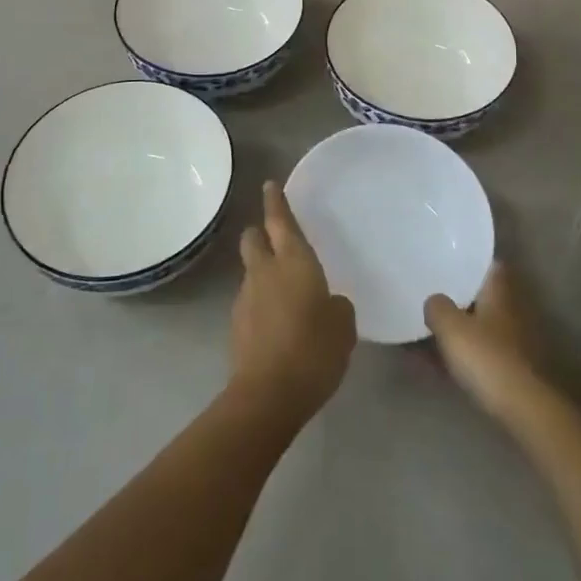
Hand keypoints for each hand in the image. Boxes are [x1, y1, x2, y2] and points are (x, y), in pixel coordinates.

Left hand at [229, 181, 355, 424]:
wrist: (267, 395)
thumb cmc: (313, 350)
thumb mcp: (343, 326)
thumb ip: (336, 306)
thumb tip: (328, 304)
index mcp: (294, 262)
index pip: (280, 221)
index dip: (275, 201)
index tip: (270, 185)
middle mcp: (265, 272)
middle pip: (253, 239)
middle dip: (260, 232)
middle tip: (273, 234)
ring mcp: (246, 298)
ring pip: (251, 271)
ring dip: (262, 271)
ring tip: (284, 289)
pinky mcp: (237, 325)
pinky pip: (251, 300)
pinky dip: (261, 301)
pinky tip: (278, 321)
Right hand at [425, 262, 554, 424]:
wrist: (521, 407)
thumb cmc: (486, 356)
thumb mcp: (451, 327)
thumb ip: (438, 307)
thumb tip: (433, 300)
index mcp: (498, 291)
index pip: (487, 264)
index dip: (467, 261)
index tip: (445, 261)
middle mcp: (508, 310)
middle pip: (479, 296)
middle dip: (455, 297)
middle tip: (427, 294)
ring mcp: (509, 340)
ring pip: (475, 326)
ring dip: (453, 329)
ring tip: (422, 331)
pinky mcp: (506, 368)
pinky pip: (474, 353)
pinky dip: (455, 355)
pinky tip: (430, 365)